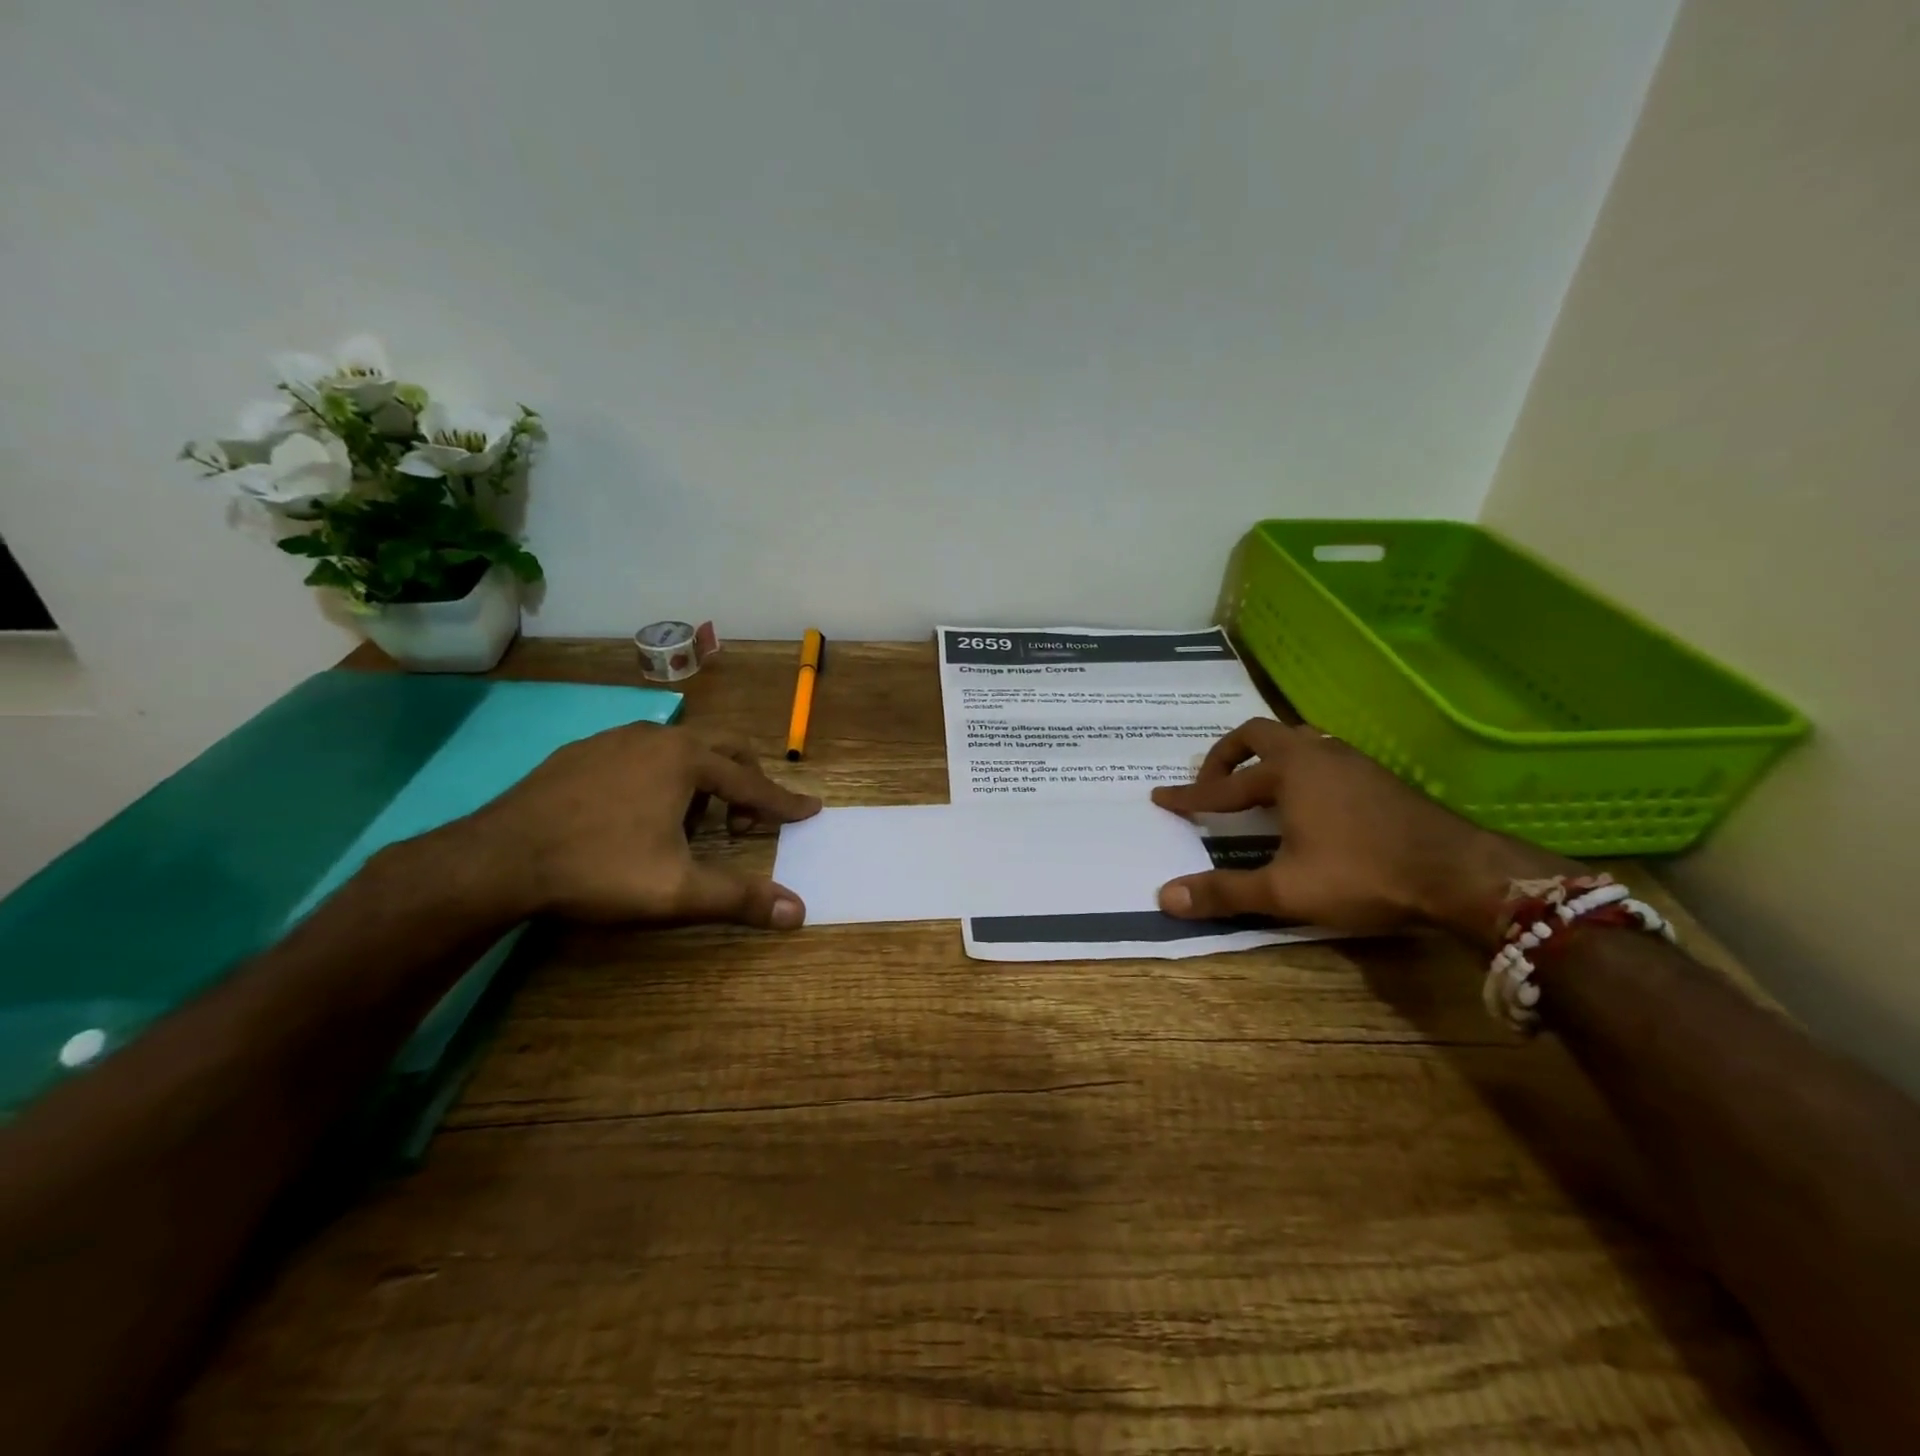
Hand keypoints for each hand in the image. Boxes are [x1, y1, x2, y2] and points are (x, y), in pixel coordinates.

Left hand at [463, 723, 821, 928]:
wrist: (495, 860)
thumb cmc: (598, 869)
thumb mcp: (677, 891)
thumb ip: (740, 898)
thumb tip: (799, 912)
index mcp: (686, 760)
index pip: (753, 782)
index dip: (785, 802)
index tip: (811, 809)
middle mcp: (656, 737)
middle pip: (723, 749)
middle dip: (746, 782)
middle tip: (749, 820)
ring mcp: (614, 739)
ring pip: (680, 749)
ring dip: (703, 780)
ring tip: (692, 822)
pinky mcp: (580, 752)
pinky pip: (641, 755)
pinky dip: (662, 777)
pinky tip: (640, 813)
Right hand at [1151, 719, 1576, 946]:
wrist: (1459, 872)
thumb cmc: (1363, 874)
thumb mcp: (1285, 890)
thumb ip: (1224, 891)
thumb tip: (1164, 897)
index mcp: (1288, 772)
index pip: (1223, 786)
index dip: (1190, 797)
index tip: (1162, 799)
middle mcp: (1316, 754)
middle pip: (1258, 734)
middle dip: (1226, 757)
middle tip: (1211, 785)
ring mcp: (1351, 761)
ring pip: (1296, 741)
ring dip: (1266, 759)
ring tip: (1255, 789)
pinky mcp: (1376, 776)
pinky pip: (1321, 756)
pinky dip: (1297, 769)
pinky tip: (1307, 802)